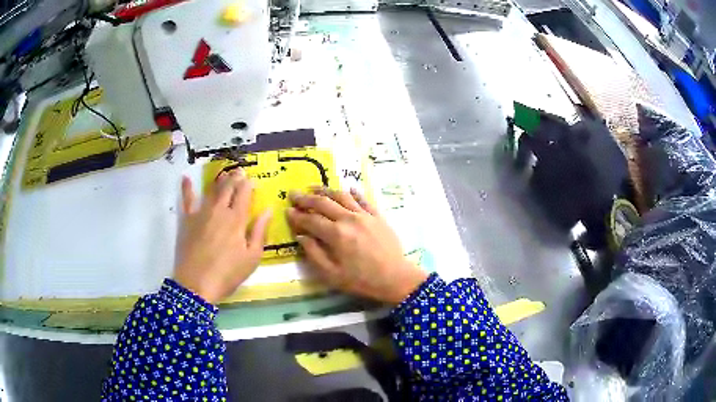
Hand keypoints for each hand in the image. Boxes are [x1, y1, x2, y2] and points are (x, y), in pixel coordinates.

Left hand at [174, 169, 271, 303]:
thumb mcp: (252, 258)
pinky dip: (187, 188)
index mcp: (237, 219)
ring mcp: (201, 213)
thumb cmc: (228, 274)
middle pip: (228, 188)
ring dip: (218, 180)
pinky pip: (186, 200)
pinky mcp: (187, 220)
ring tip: (224, 173)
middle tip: (240, 172)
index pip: (244, 194)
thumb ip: (260, 231)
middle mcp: (219, 210)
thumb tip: (268, 210)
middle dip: (235, 178)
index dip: (249, 184)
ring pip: (211, 190)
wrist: (196, 284)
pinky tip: (186, 178)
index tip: (252, 180)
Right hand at [287, 188, 427, 304]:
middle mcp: (348, 219)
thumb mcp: (332, 274)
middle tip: (294, 194)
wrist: (395, 278)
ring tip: (314, 188)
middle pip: (323, 203)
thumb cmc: (361, 280)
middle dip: (305, 198)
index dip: (297, 215)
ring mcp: (364, 215)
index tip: (287, 210)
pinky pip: (363, 199)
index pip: (310, 220)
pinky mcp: (377, 215)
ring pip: (341, 196)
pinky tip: (347, 188)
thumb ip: (314, 254)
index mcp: (335, 234)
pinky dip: (353, 192)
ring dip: (325, 190)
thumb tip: (301, 236)